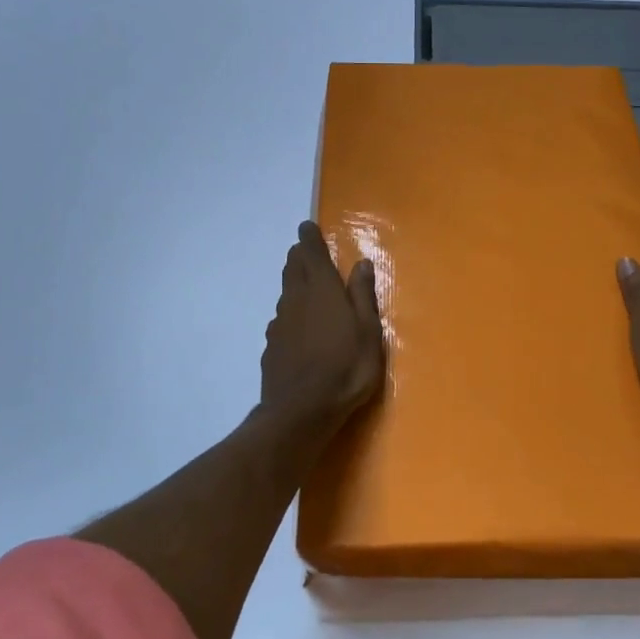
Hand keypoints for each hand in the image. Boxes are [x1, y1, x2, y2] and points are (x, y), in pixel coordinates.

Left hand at [260, 221, 385, 431]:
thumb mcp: (368, 332)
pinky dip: (289, 314)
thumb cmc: (346, 368)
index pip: (312, 253)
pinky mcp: (271, 346)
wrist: (300, 411)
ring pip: (285, 293)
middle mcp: (297, 299)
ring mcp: (280, 323)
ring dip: (293, 283)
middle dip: (299, 257)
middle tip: (305, 252)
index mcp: (323, 290)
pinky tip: (296, 327)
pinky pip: (281, 320)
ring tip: (303, 284)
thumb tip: (361, 263)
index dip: (309, 238)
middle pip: (293, 269)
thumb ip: (363, 295)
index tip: (307, 227)